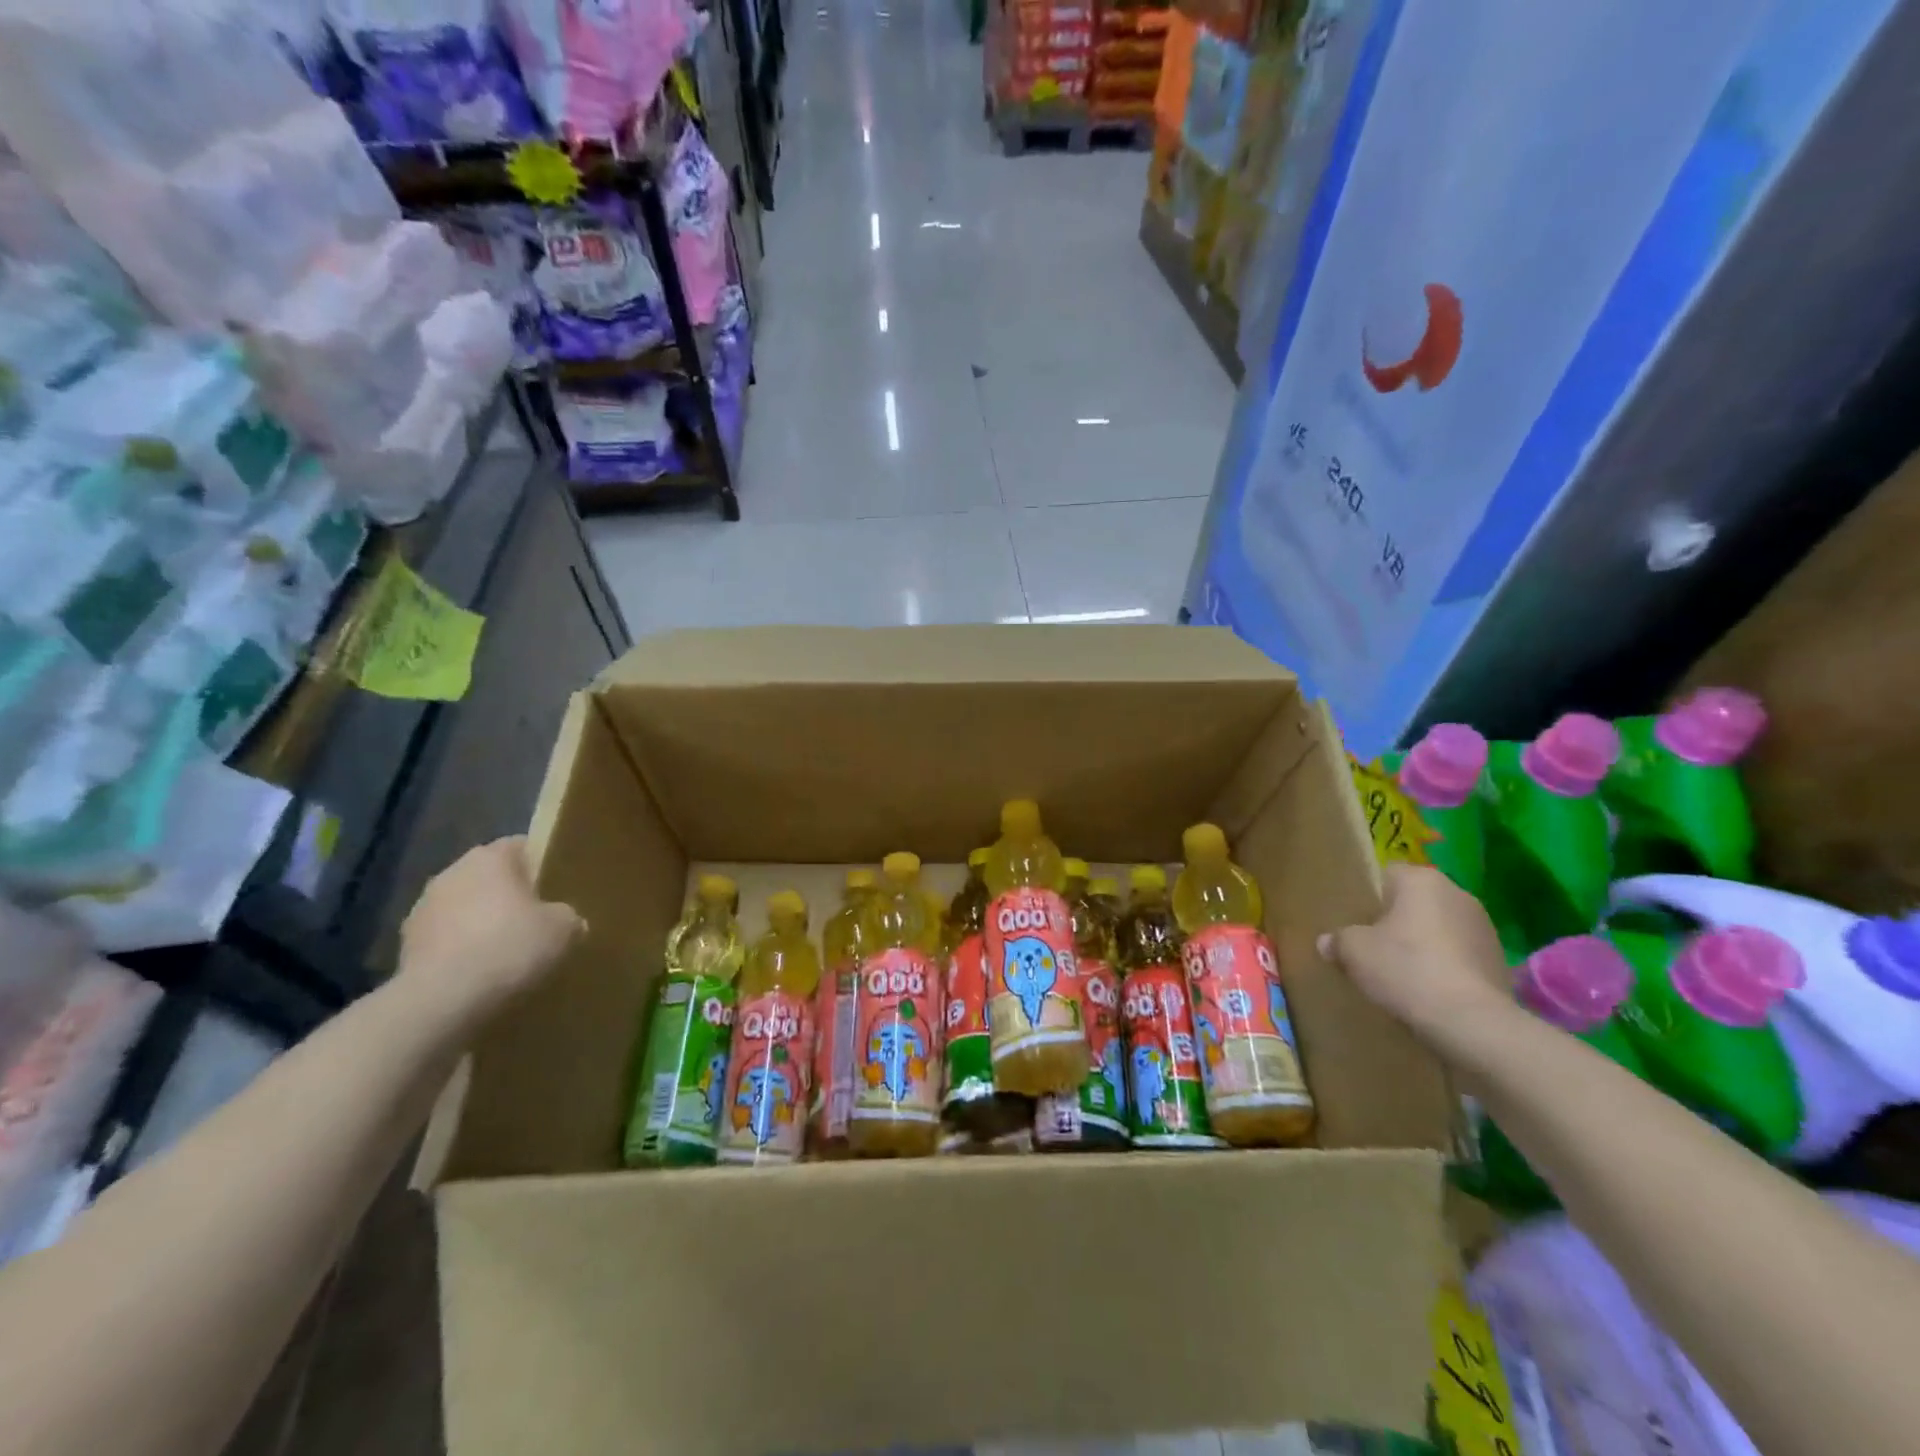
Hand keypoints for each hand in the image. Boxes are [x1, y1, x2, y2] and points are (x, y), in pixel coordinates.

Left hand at [398, 837, 583, 1021]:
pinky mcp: (404, 945)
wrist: (442, 1000)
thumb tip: (565, 919)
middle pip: (489, 877)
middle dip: (509, 895)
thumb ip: (567, 915)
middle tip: (535, 921)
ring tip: (505, 952)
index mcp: (490, 857)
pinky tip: (479, 974)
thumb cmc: (509, 947)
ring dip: (480, 923)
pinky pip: (445, 939)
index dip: (541, 864)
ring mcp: (422, 908)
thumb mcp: (563, 929)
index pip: (521, 846)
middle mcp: (452, 872)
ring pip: (463, 908)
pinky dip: (460, 950)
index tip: (556, 887)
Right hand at [1319, 863, 1510, 1035]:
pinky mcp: (1499, 960)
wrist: (1471, 1022)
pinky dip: (1445, 966)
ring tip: (1402, 972)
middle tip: (1374, 947)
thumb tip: (1327, 942)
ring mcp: (1484, 927)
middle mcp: (1457, 893)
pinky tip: (1429, 990)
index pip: (1387, 874)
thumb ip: (1337, 940)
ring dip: (1424, 943)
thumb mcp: (1353, 952)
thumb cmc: (1406, 970)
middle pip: (1415, 901)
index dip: (1369, 896)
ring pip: (1439, 928)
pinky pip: (1460, 954)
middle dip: (1397, 920)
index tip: (1357, 922)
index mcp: (1421, 880)